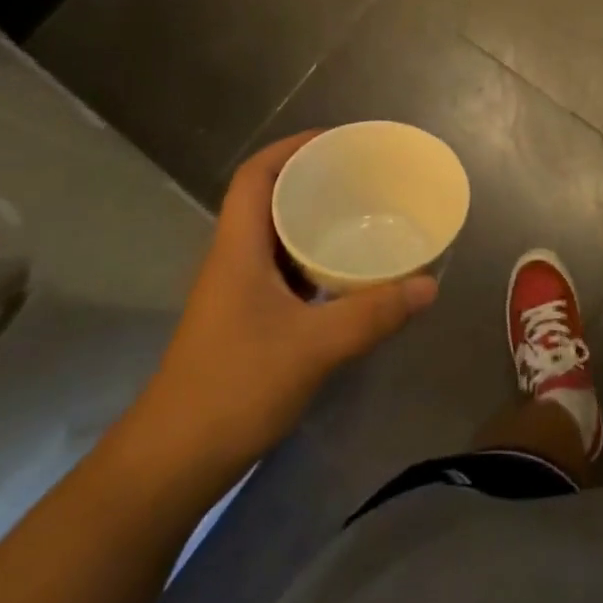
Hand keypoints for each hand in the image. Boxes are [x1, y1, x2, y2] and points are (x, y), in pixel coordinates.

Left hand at [139, 132, 438, 468]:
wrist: (173, 462)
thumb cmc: (234, 387)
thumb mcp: (313, 347)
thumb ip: (372, 313)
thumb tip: (429, 284)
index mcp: (238, 247)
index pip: (256, 175)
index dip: (292, 147)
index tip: (337, 140)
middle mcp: (234, 259)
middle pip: (269, 199)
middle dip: (312, 179)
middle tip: (362, 176)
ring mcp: (237, 292)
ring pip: (277, 237)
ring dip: (313, 221)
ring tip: (362, 215)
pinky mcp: (246, 321)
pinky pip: (284, 272)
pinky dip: (314, 261)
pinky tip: (347, 275)